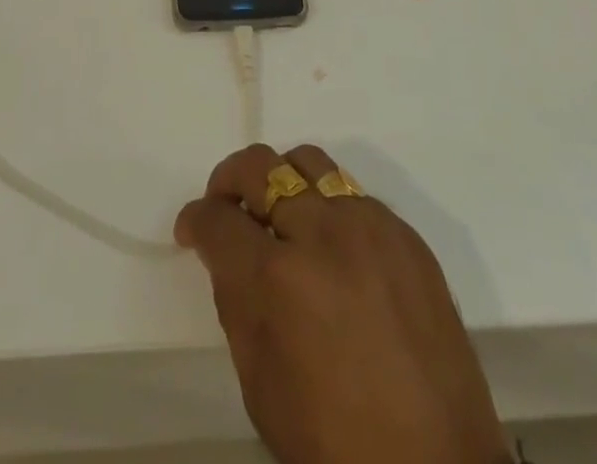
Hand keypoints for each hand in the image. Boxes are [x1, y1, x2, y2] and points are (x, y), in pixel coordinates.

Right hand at [176, 143, 507, 463]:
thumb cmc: (335, 444)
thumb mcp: (261, 388)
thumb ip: (237, 305)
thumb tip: (228, 255)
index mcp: (278, 279)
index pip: (219, 219)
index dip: (196, 220)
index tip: (191, 229)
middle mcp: (321, 233)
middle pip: (260, 167)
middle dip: (229, 180)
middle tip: (225, 206)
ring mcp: (369, 225)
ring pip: (310, 161)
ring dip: (281, 178)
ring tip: (278, 213)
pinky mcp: (405, 233)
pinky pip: (353, 194)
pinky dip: (328, 206)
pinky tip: (331, 246)